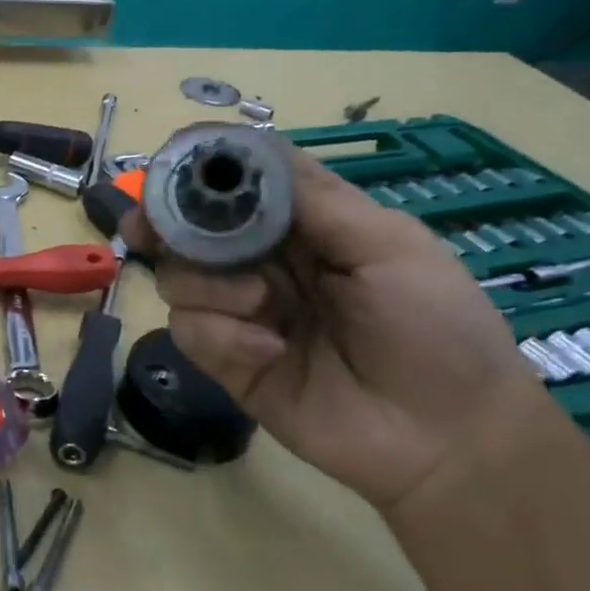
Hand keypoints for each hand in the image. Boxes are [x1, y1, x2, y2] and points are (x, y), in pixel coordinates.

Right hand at [121, 148, 545, 512]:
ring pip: (179, 278)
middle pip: (192, 229)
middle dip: (165, 223)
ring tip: (262, 304)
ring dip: (208, 285)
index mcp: (304, 227)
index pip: (241, 185)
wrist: (445, 438)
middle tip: (144, 227)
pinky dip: (221, 335)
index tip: (172, 165)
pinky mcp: (228, 359)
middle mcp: (263, 262)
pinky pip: (190, 331)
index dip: (203, 170)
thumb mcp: (390, 247)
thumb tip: (249, 152)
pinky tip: (270, 351)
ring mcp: (241, 312)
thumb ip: (317, 201)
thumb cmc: (434, 327)